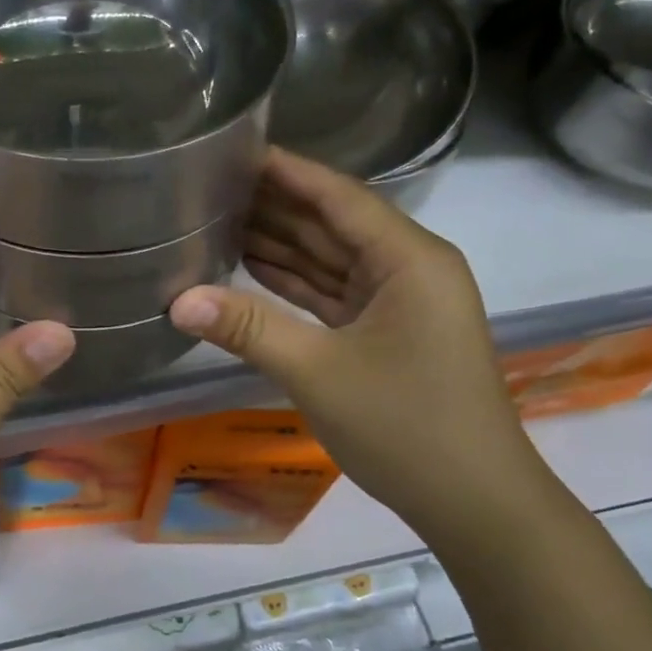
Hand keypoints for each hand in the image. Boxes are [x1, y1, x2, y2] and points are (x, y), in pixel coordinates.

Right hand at [168, 149, 549, 553]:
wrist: (473, 501)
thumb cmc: (405, 427)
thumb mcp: (318, 373)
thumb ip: (248, 329)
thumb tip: (178, 301)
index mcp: (408, 259)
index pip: (338, 196)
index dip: (285, 171)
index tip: (233, 149)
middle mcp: (409, 268)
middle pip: (333, 223)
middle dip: (275, 206)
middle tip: (209, 185)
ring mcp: (400, 302)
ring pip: (332, 260)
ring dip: (281, 244)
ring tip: (217, 219)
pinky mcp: (389, 332)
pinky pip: (335, 294)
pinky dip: (296, 284)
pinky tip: (250, 268)